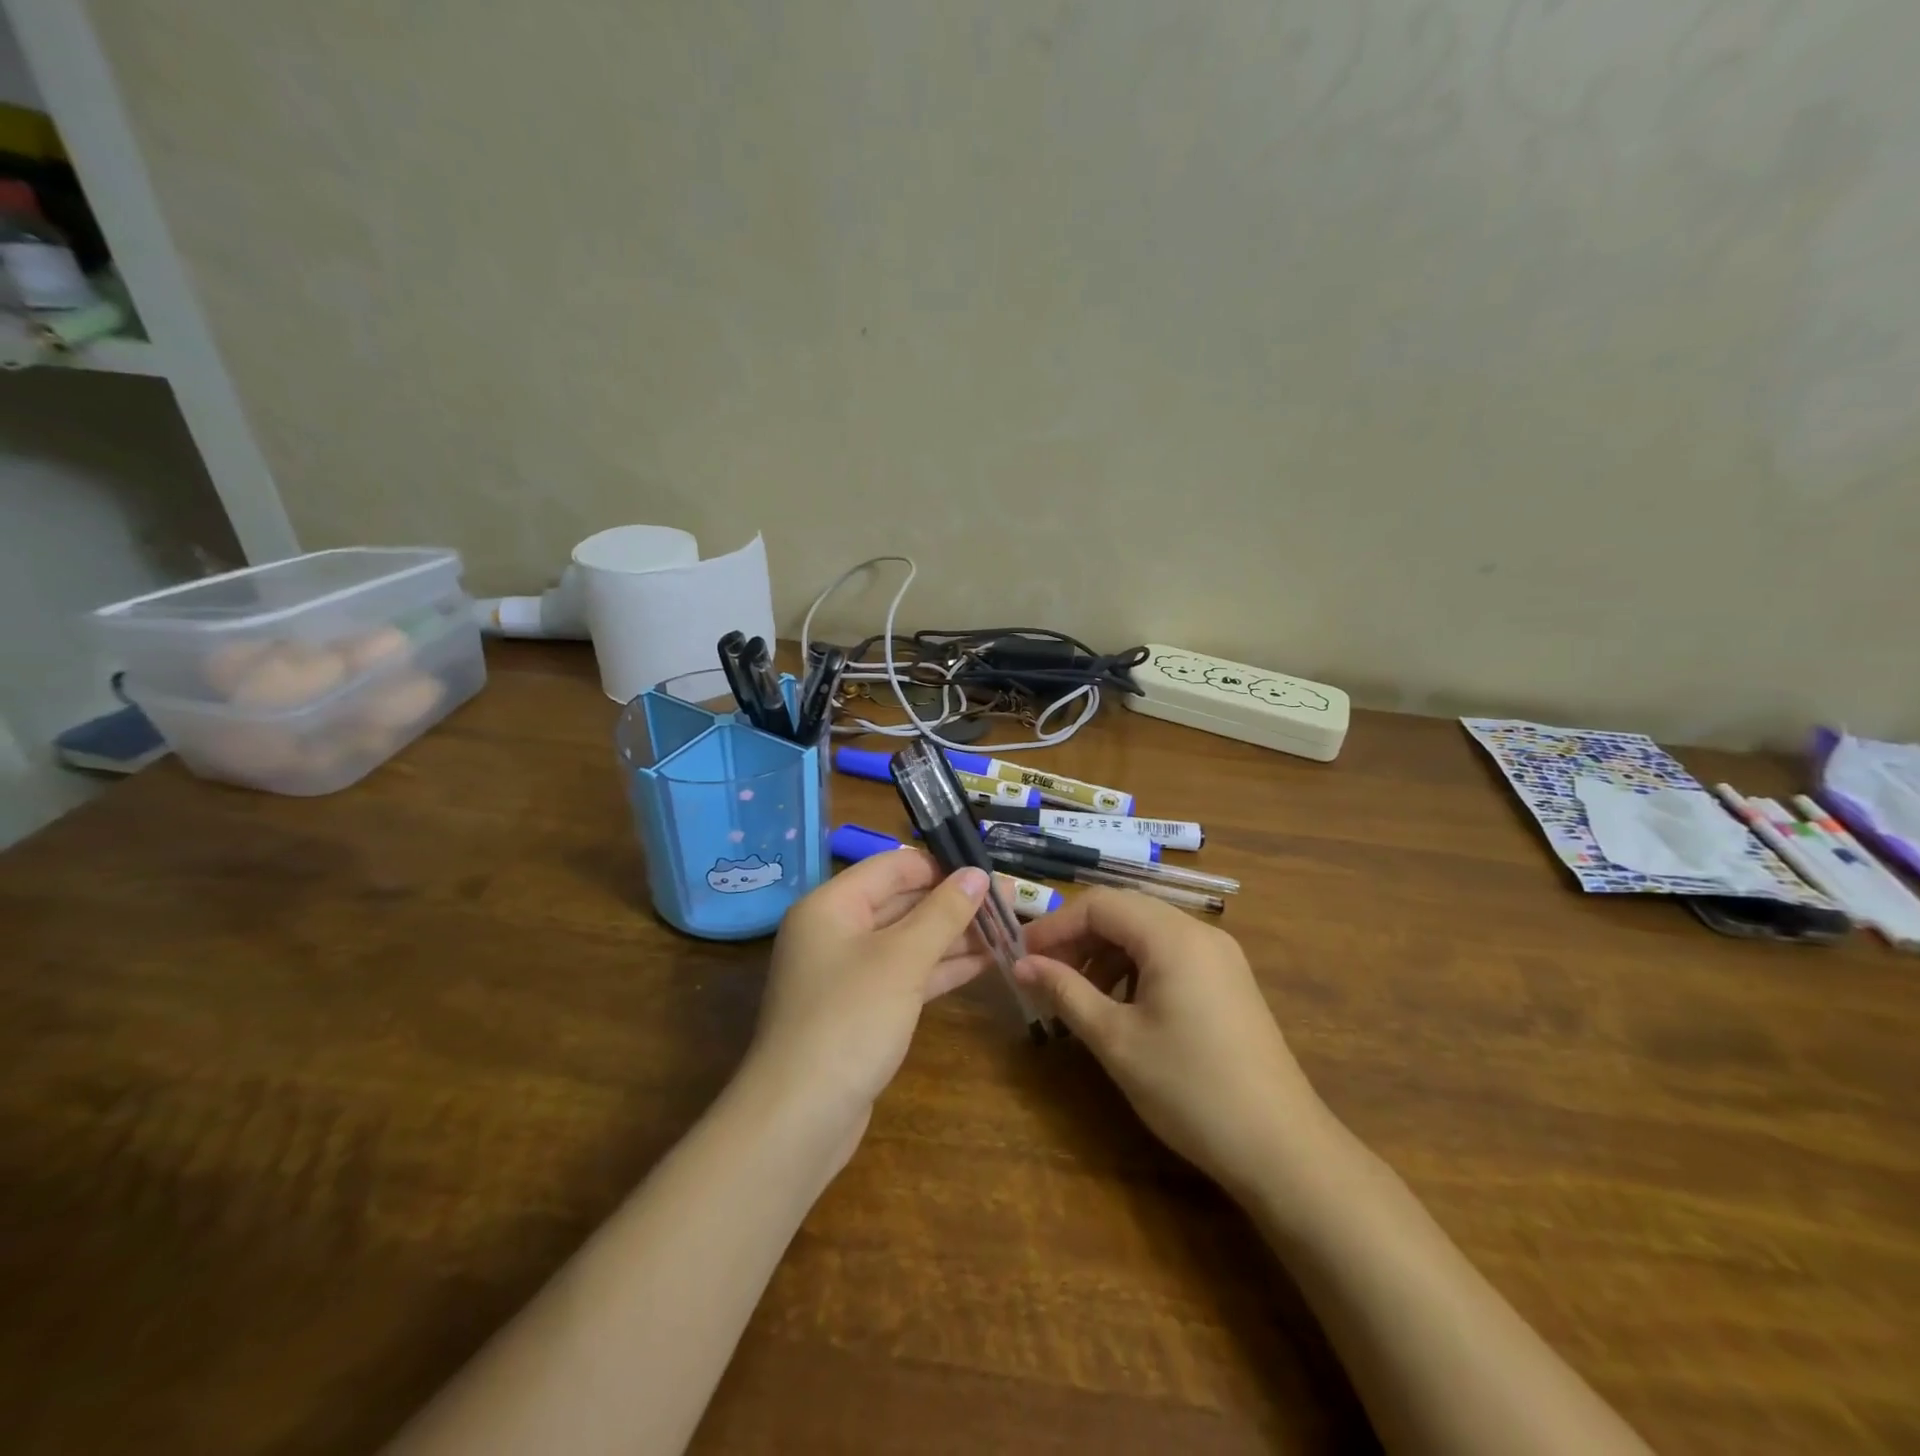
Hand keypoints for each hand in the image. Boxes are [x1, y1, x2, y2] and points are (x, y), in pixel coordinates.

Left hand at [746, 849, 992, 1161]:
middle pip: (903, 902)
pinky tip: (986, 962)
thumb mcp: (902, 959)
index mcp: (832, 904)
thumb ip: (943, 913)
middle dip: (955, 903)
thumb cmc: (849, 1020)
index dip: (943, 865)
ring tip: (1009, 930)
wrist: (799, 1118)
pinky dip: (942, 967)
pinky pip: (906, 974)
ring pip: (909, 940)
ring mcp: (848, 973)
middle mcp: (836, 930)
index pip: (894, 866)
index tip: (991, 872)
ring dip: (955, 936)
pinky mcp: (862, 1009)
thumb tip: (978, 874)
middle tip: (1010, 903)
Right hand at [1014, 889, 1331, 1194]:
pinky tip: (1120, 1007)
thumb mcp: (1116, 1040)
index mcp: (1172, 936)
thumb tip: (1020, 965)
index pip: (1099, 904)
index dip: (1055, 925)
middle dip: (1078, 938)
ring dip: (1105, 955)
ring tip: (1077, 996)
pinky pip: (1170, 956)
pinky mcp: (1229, 982)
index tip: (1021, 957)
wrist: (1282, 1149)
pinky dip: (1135, 970)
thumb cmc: (1189, 1089)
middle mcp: (1199, 933)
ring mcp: (1220, 956)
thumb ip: (1065, 992)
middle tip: (1042, 975)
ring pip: (1147, 934)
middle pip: (1124, 913)